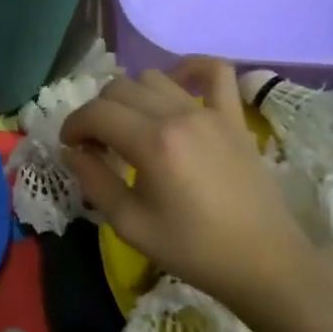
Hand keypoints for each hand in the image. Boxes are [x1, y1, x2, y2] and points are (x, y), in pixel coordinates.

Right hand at [61, 58, 317, 312]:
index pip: (97, 112)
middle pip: (120, 88)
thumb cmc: (194, 250)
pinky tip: (176, 84)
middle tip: (97, 143)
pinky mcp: (233, 117)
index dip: (74, 124)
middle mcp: (178, 115)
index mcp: (152, 144)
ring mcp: (209, 112)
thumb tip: (72, 151)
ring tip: (132, 126)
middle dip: (98, 111)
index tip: (70, 145)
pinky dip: (190, 69)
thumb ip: (94, 182)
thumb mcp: (131, 225)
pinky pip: (214, 71)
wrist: (263, 262)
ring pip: (154, 77)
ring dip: (132, 96)